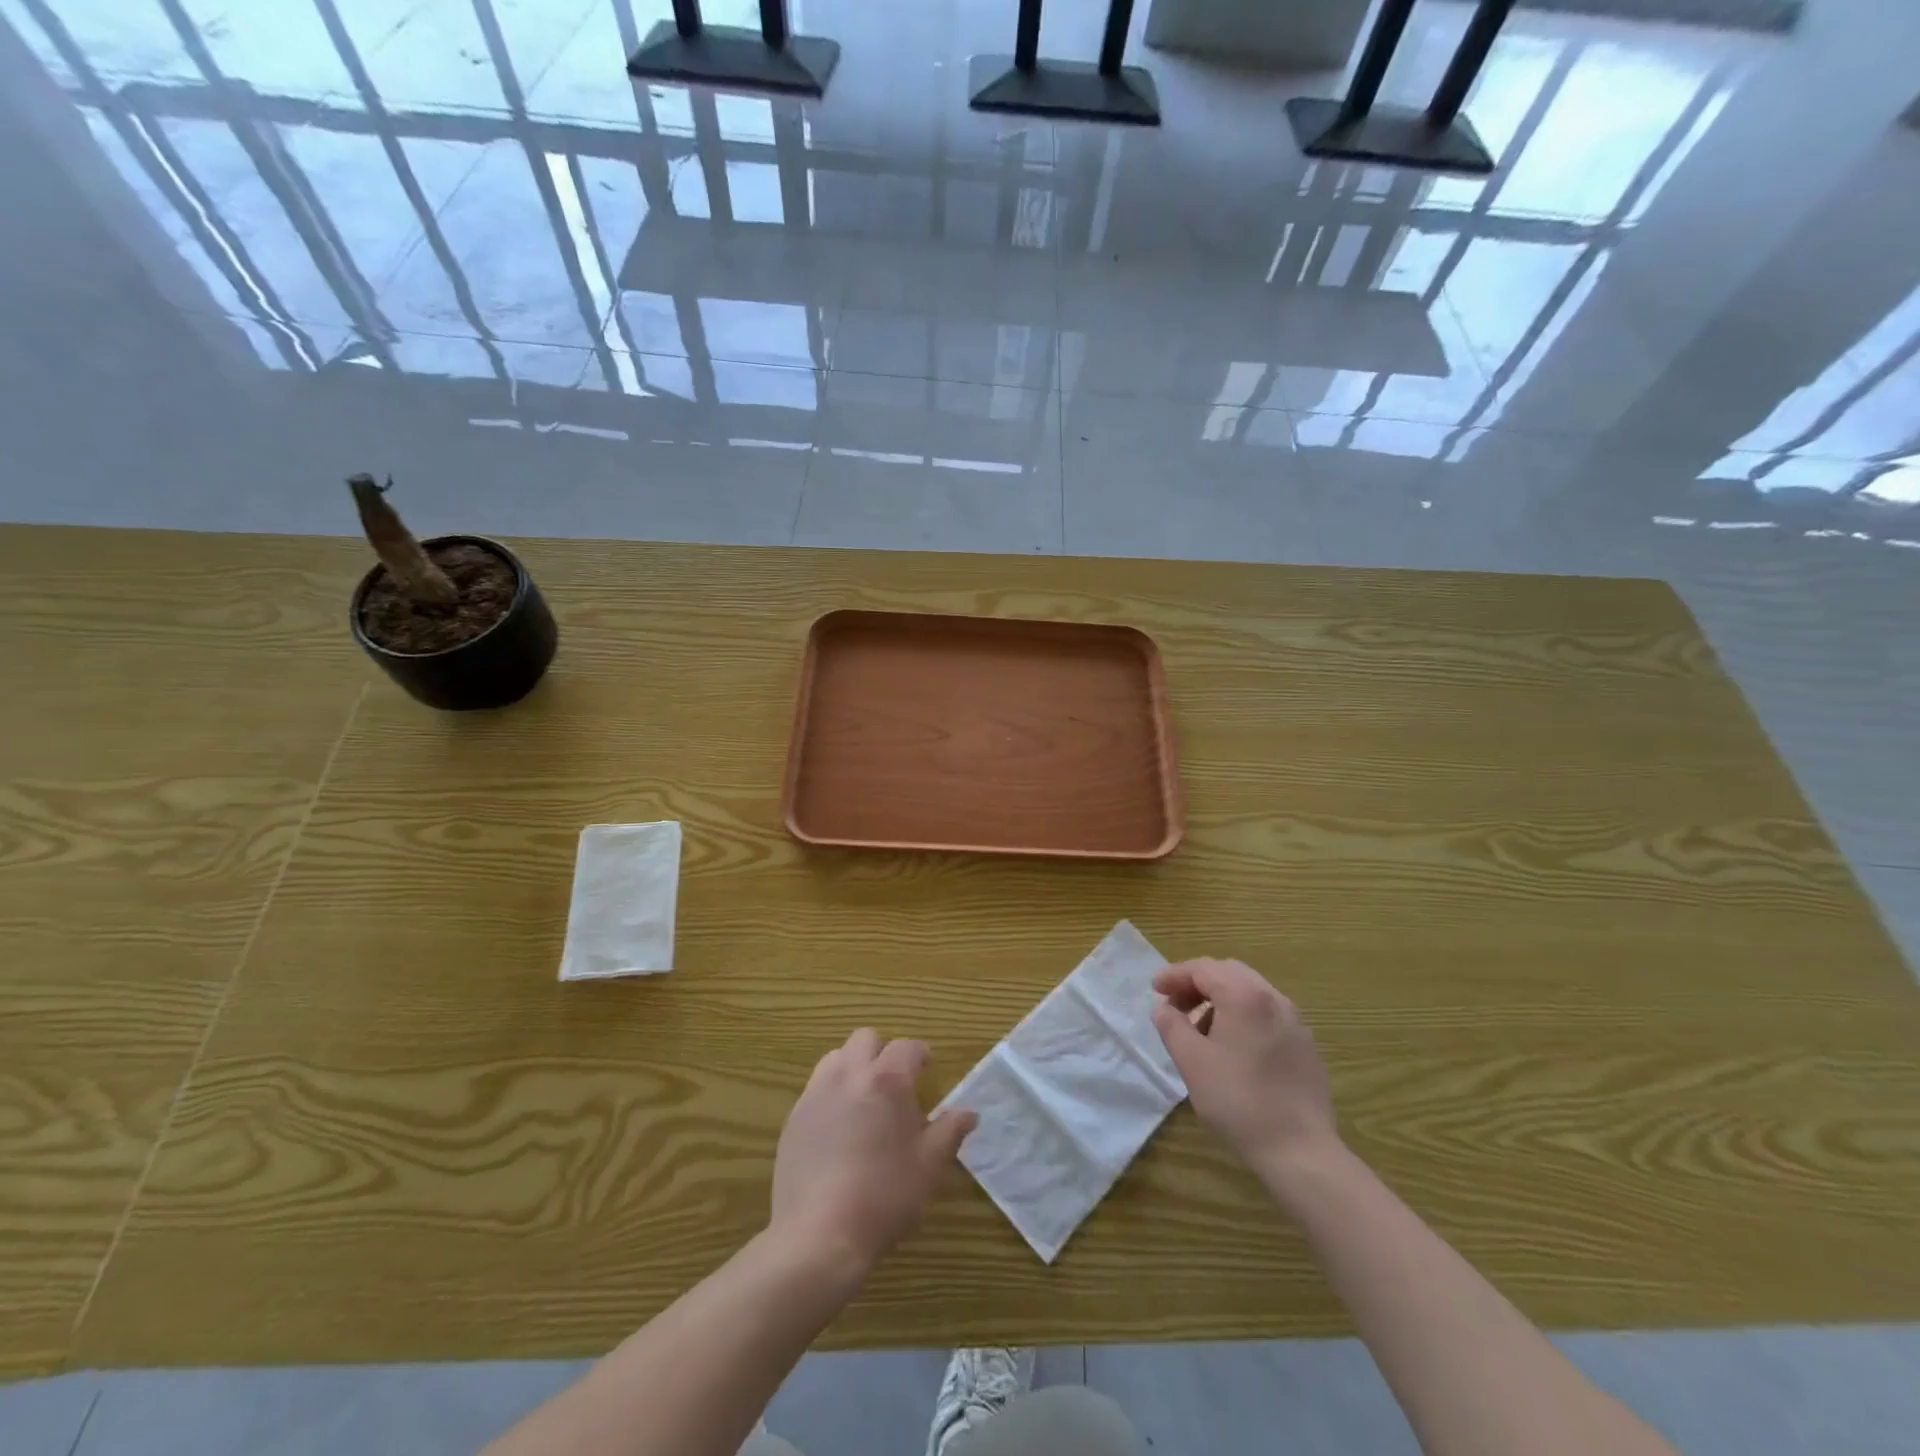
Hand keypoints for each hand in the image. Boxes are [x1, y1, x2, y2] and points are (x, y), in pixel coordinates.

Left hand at [769, 1029, 976, 1276]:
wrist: (819, 1235)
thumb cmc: (884, 1197)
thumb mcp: (929, 1166)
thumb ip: (950, 1131)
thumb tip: (969, 1113)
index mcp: (887, 1080)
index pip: (907, 1047)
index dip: (921, 1054)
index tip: (928, 1067)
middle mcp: (849, 1074)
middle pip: (866, 1039)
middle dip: (883, 1052)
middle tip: (895, 1084)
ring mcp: (816, 1093)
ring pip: (836, 1057)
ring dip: (853, 1067)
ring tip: (864, 1100)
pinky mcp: (794, 1117)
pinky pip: (816, 1088)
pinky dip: (831, 1094)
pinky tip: (838, 1129)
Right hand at [1152, 959, 1338, 1171]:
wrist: (1300, 1151)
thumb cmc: (1238, 1101)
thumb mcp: (1191, 1061)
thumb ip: (1171, 1025)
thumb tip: (1163, 1007)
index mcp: (1244, 995)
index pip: (1203, 968)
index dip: (1174, 975)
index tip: (1154, 989)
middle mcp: (1273, 998)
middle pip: (1228, 973)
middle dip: (1197, 983)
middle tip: (1175, 1005)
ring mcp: (1295, 1021)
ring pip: (1249, 992)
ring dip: (1220, 1000)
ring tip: (1200, 1030)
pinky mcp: (1305, 1045)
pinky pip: (1267, 1014)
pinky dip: (1242, 1016)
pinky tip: (1232, 1049)